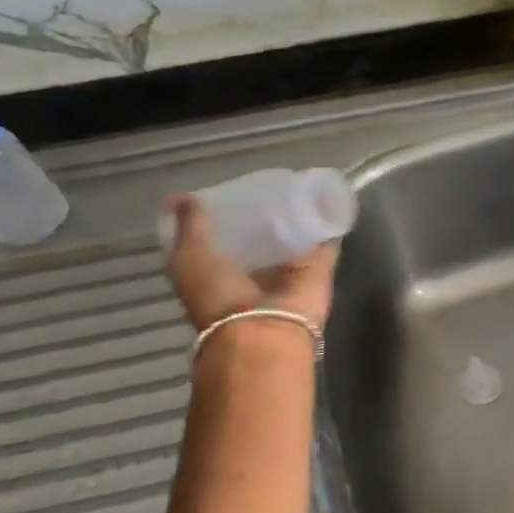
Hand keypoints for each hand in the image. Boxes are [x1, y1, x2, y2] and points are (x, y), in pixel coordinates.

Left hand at [163, 195, 337, 334]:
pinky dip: (331, 223)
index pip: (227, 239)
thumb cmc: (218, 296)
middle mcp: (256, 273)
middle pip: (264, 238)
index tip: (234, 190)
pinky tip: (332, 199)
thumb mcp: (190, 258)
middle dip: (268, 214)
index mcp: (222, 272)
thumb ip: (190, 228)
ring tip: (303, 183)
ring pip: (296, 237)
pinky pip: (327, 241)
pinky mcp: (320, 268)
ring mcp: (290, 271)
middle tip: (272, 182)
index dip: (229, 216)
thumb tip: (181, 196)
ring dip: (301, 216)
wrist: (264, 330)